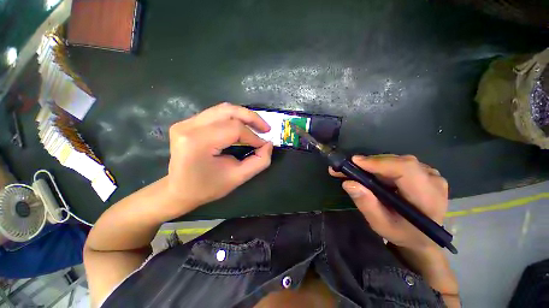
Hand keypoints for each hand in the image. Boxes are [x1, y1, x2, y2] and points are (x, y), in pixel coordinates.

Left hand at [165, 103, 272, 215]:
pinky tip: (242, 127)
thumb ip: (259, 162)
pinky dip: (233, 118)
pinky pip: (216, 114)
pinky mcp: (187, 122)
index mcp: (198, 142)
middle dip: (251, 118)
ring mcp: (186, 122)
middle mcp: (188, 127)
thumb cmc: (207, 188)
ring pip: (223, 109)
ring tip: (256, 127)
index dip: (253, 136)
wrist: (178, 190)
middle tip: (266, 128)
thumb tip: (269, 144)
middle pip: (228, 111)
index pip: (234, 129)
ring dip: (243, 116)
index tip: (264, 145)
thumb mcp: (237, 178)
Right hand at [329, 155, 448, 250]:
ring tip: (357, 171)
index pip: (405, 169)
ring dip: (375, 164)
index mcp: (427, 198)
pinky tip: (372, 174)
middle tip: (349, 168)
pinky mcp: (424, 172)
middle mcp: (433, 181)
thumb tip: (348, 182)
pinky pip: (399, 163)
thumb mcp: (381, 224)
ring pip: (397, 160)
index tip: (354, 162)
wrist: (422, 237)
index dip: (379, 162)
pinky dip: (382, 166)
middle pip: (398, 162)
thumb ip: (366, 204)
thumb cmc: (402, 233)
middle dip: (371, 163)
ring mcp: (431, 174)